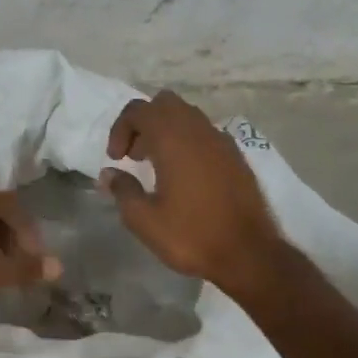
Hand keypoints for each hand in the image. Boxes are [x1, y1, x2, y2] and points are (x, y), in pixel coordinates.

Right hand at [101, 90, 287, 294]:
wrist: (248, 254)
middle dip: (143, 123)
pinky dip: (188, 142)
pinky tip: (184, 176)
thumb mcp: (144, 220)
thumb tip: (109, 174)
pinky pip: (205, 133)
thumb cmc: (191, 236)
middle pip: (164, 103)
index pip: (139, 110)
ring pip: (187, 116)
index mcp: (173, 140)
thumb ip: (123, 190)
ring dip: (166, 131)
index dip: (120, 129)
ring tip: (157, 166)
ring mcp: (221, 141)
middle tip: (134, 156)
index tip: (116, 160)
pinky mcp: (236, 156)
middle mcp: (198, 131)